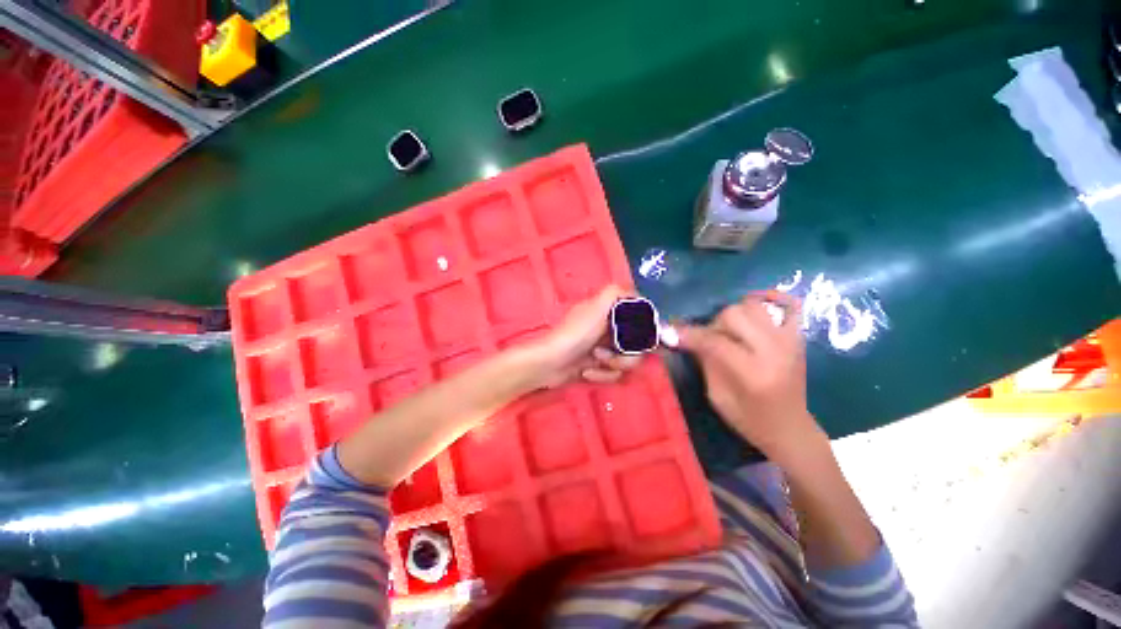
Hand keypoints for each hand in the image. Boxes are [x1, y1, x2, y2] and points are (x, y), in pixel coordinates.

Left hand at [525, 285, 643, 388]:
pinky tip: (586, 372)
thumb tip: (635, 293)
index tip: (654, 342)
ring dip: (614, 364)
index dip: (649, 331)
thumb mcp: (596, 307)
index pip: (640, 320)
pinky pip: (613, 374)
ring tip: (595, 361)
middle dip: (627, 354)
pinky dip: (601, 375)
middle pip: (638, 346)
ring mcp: (604, 350)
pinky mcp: (598, 368)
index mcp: (610, 314)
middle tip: (610, 353)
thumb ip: (615, 293)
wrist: (549, 363)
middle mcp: (610, 330)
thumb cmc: (575, 333)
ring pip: (627, 362)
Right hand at [678, 290, 823, 461]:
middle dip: (712, 324)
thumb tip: (684, 337)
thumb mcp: (716, 396)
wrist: (789, 429)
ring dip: (733, 314)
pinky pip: (790, 305)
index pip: (714, 341)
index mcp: (752, 373)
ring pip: (752, 305)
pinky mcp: (798, 337)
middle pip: (733, 314)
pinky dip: (772, 298)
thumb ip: (704, 361)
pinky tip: (756, 303)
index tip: (670, 332)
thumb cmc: (749, 420)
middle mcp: (774, 350)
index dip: (688, 334)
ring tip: (728, 330)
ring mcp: (789, 341)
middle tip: (707, 339)